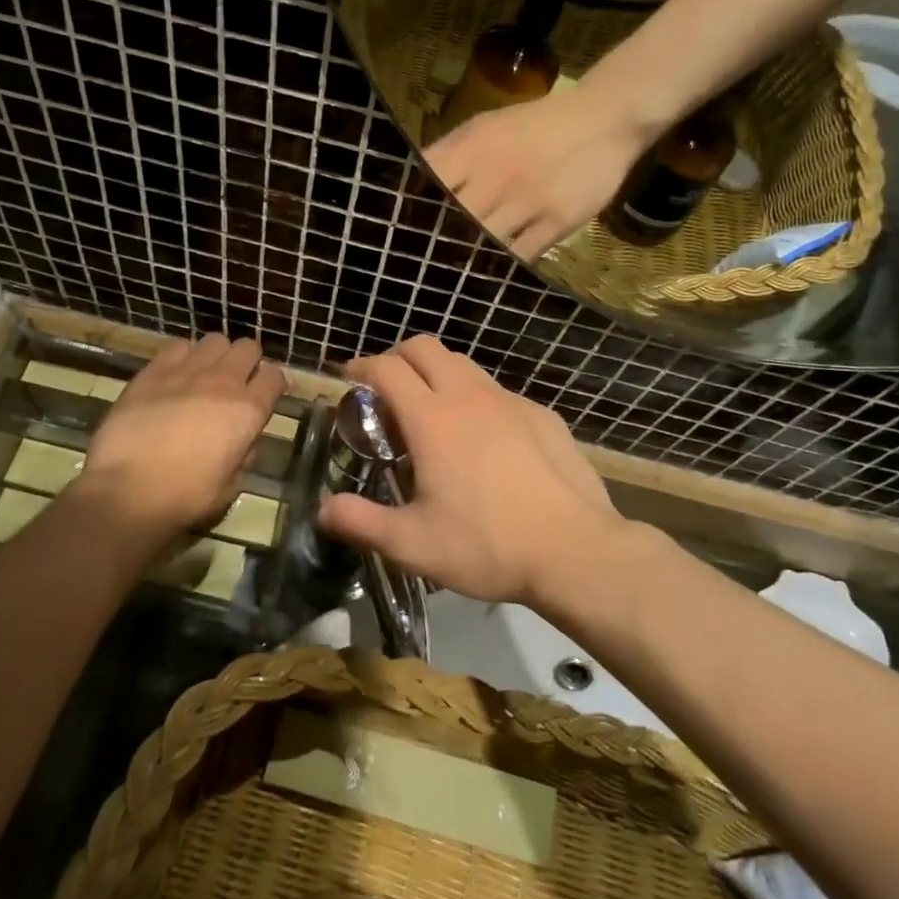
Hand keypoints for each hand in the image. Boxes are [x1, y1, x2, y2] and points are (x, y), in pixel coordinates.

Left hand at [73, 335, 285, 542]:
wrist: (127, 492)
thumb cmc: (186, 497)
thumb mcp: (231, 485)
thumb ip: (244, 455)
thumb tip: (243, 441)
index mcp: (248, 411)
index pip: (275, 376)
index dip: (272, 384)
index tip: (264, 396)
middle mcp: (223, 382)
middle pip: (248, 348)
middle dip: (247, 362)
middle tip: (235, 383)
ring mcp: (187, 371)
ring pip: (215, 340)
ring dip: (216, 356)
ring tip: (204, 375)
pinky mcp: (153, 371)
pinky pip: (178, 346)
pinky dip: (183, 356)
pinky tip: (175, 375)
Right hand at [316, 336, 627, 605]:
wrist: (575, 550)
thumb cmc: (486, 546)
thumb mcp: (412, 544)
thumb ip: (361, 523)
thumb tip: (323, 510)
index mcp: (432, 420)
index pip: (387, 369)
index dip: (361, 366)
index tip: (348, 376)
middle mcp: (469, 397)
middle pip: (426, 348)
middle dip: (398, 356)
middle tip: (386, 386)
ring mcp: (511, 401)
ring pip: (465, 364)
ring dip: (438, 373)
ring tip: (431, 409)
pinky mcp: (542, 415)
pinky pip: (498, 392)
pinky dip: (476, 399)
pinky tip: (484, 438)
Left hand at [424, 68, 658, 260]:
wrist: (604, 119)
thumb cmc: (535, 125)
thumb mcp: (485, 127)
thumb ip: (448, 154)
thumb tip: (409, 186)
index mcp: (473, 147)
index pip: (428, 184)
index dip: (411, 211)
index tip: (399, 232)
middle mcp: (496, 174)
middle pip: (453, 222)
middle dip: (436, 244)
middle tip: (422, 265)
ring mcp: (528, 200)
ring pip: (484, 243)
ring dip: (467, 260)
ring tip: (451, 278)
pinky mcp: (557, 221)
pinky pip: (521, 255)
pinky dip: (502, 266)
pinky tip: (490, 274)